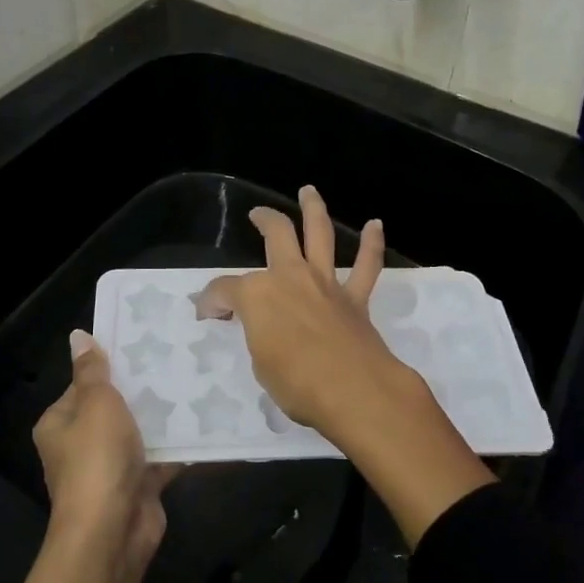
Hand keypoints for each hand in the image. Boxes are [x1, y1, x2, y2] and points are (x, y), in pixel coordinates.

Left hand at [33, 330, 173, 566]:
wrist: (112, 533)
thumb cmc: (97, 460)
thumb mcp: (95, 404)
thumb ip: (93, 371)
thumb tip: (78, 335)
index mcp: (60, 423)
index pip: (84, 385)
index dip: (111, 366)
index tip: (143, 345)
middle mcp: (81, 445)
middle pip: (114, 408)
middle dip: (142, 389)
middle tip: (176, 359)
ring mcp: (110, 468)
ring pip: (140, 432)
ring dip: (163, 416)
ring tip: (196, 382)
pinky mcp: (138, 486)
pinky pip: (160, 457)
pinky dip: (179, 445)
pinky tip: (206, 421)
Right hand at [198, 185, 495, 546]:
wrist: (354, 390)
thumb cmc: (297, 383)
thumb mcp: (260, 364)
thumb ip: (258, 336)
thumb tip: (259, 327)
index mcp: (257, 294)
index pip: (224, 290)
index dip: (212, 301)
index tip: (207, 314)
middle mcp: (290, 276)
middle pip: (276, 234)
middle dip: (265, 220)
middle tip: (257, 215)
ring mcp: (325, 283)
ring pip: (320, 234)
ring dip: (314, 209)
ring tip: (308, 191)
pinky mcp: (355, 298)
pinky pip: (366, 265)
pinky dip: (372, 244)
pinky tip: (375, 225)